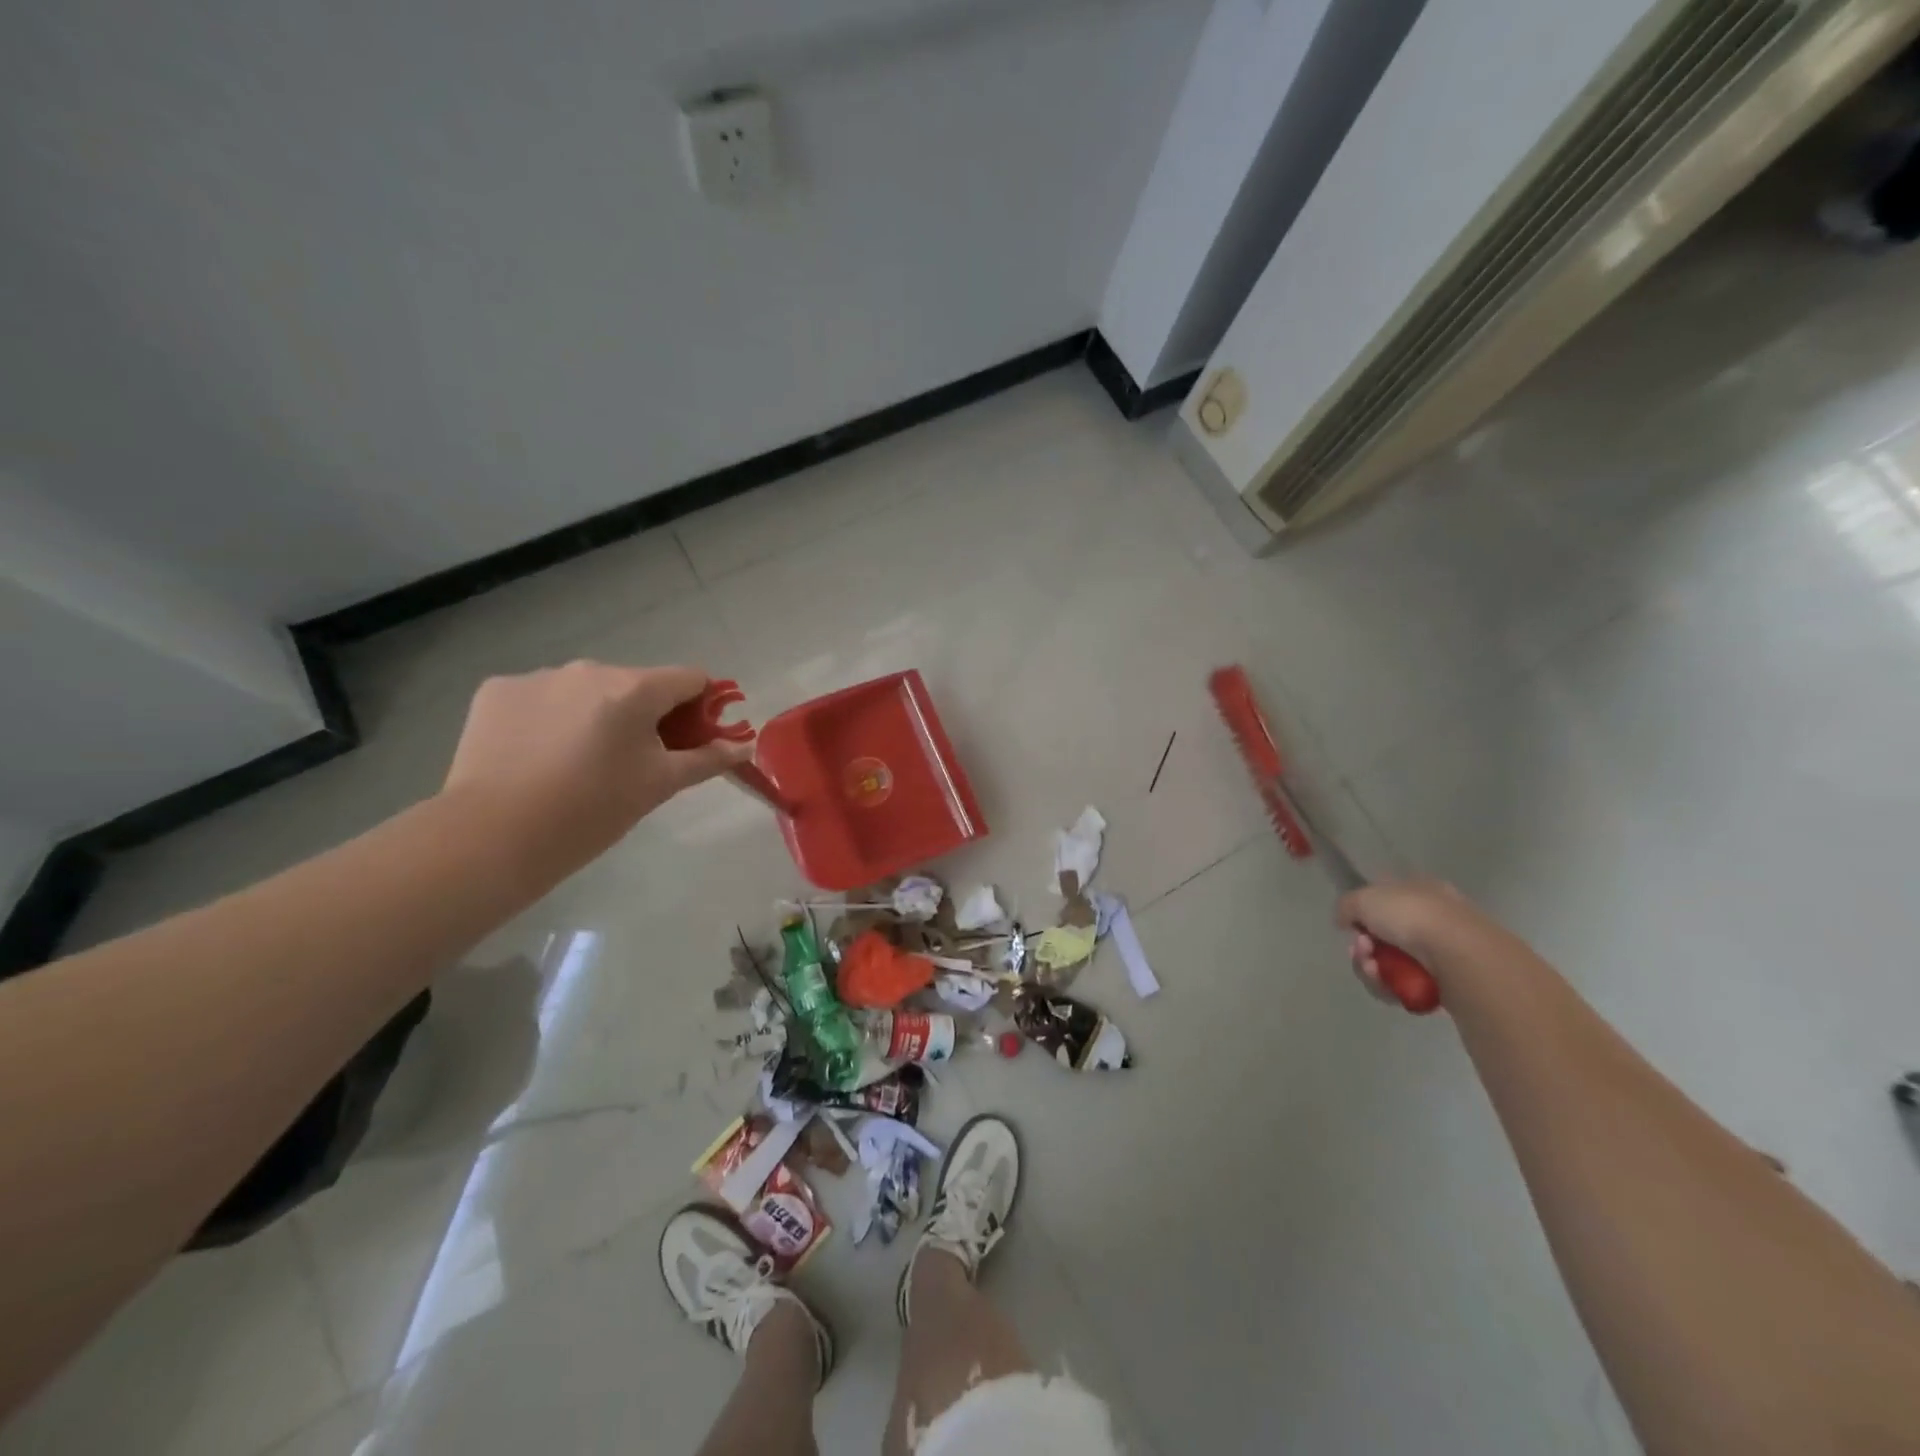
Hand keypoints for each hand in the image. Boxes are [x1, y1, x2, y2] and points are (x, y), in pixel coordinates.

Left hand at [442, 662, 752, 867]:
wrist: (492, 838)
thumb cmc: (592, 811)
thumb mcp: (659, 785)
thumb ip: (707, 758)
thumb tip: (746, 746)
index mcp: (634, 688)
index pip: (690, 678)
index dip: (701, 706)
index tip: (691, 740)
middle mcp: (588, 669)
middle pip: (637, 683)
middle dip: (646, 714)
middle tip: (634, 762)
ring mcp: (538, 676)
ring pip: (587, 690)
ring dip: (597, 714)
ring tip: (578, 763)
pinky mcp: (496, 690)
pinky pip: (542, 696)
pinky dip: (551, 718)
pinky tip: (538, 756)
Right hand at [1334, 878, 1478, 1003]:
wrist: (1458, 955)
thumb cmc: (1412, 916)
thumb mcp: (1364, 898)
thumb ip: (1346, 905)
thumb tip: (1344, 920)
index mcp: (1419, 890)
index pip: (1384, 901)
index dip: (1362, 915)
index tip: (1352, 927)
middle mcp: (1432, 919)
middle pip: (1382, 937)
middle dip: (1364, 947)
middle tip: (1361, 951)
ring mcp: (1440, 953)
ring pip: (1389, 963)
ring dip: (1372, 969)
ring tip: (1374, 971)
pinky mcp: (1444, 984)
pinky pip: (1404, 987)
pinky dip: (1390, 988)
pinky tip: (1389, 987)